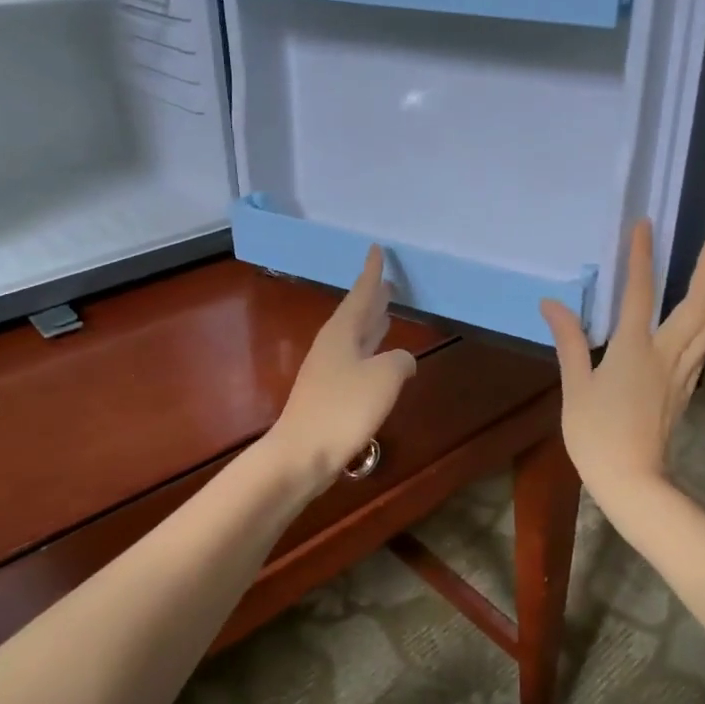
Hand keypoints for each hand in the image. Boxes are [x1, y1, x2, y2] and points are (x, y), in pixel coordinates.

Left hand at [263, 245, 417, 498]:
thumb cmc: (343, 409)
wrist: (301, 454)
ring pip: (356, 338)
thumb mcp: (384, 378)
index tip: (376, 249)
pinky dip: (371, 352)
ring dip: (372, 325)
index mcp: (342, 333)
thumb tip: (403, 360)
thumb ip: (400, 361)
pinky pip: (355, 361)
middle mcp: (332, 346)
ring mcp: (327, 371)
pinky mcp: (328, 395)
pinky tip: (380, 361)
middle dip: (373, 299)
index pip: (361, 294)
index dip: (371, 272)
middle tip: (388, 283)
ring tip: (387, 313)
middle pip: (356, 314)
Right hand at [539, 220, 704, 506]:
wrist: (633, 481)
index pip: (640, 292)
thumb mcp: (575, 387)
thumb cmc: (597, 435)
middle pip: (696, 305)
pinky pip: (702, 347)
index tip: (645, 225)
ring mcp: (681, 373)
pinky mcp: (684, 390)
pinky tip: (702, 321)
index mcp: (635, 350)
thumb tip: (553, 304)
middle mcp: (666, 355)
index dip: (642, 256)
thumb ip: (569, 342)